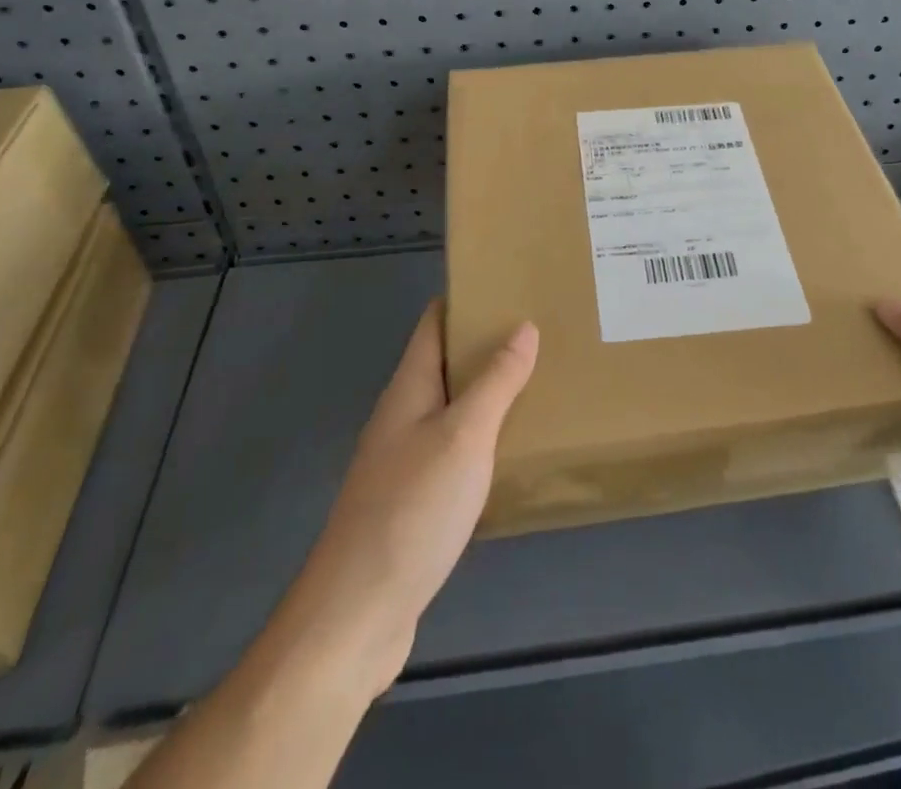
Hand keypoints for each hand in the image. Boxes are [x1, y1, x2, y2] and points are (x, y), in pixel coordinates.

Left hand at [273, 300, 537, 696]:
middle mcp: (403, 416)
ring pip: (453, 409)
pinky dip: (484, 439)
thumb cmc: (412, 510)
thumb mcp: (464, 436)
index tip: (512, 284)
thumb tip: (523, 325)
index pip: (434, 323)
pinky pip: (455, 451)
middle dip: (488, 345)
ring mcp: (405, 461)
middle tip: (543, 333)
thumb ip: (496, 381)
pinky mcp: (415, 502)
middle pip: (446, 363)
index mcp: (409, 388)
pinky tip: (515, 451)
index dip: (467, 298)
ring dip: (489, 393)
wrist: (357, 615)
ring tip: (540, 383)